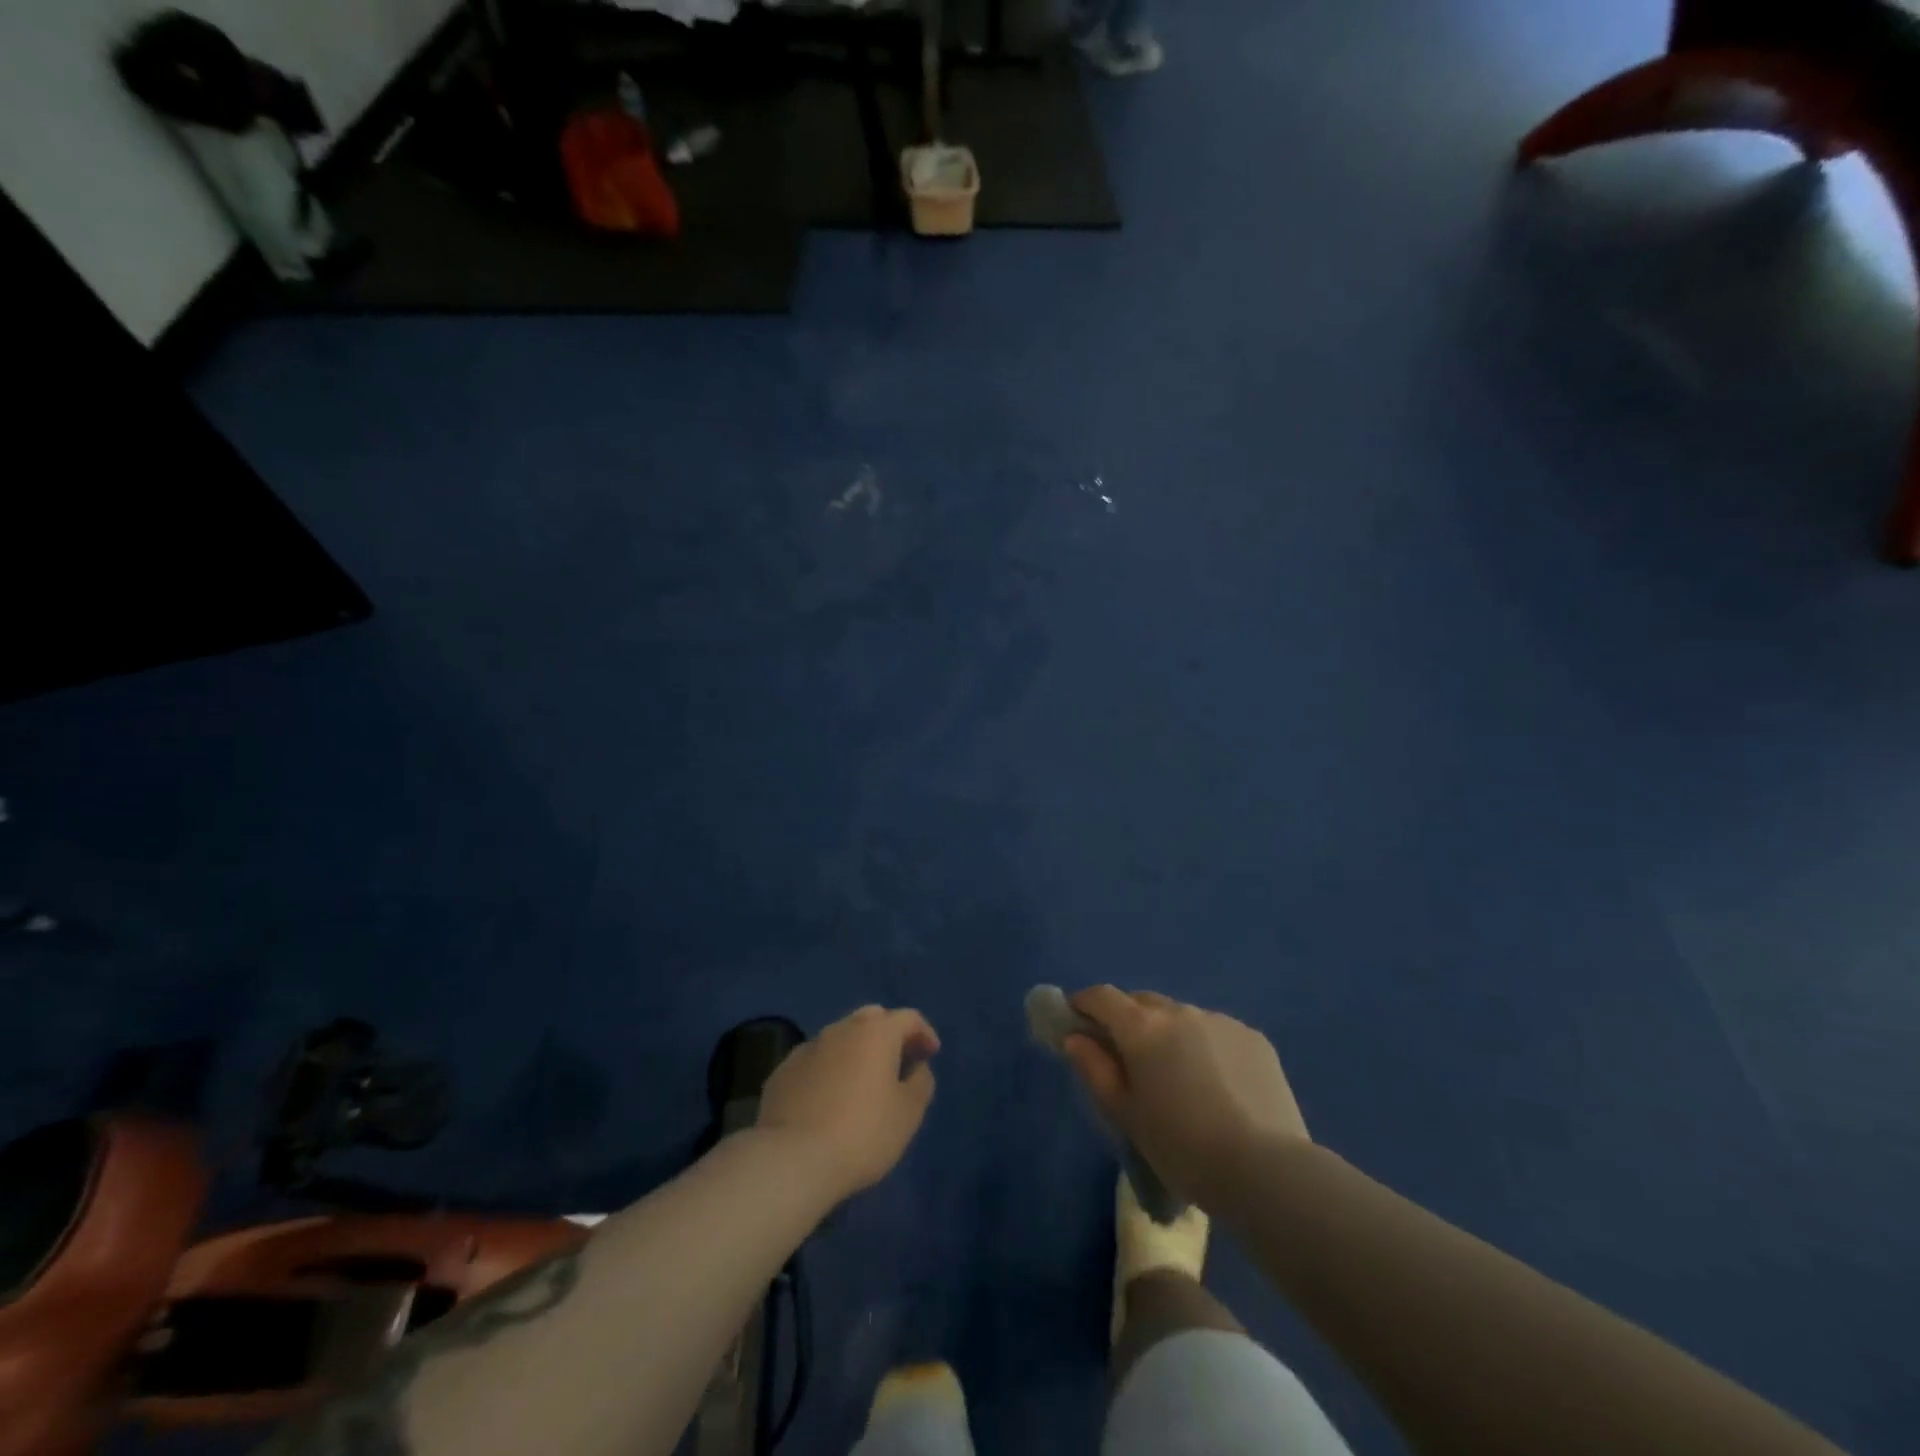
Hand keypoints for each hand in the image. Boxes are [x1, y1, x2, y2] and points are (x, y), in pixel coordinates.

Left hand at [757, 1005, 939, 1202]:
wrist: (791, 1160)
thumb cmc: (862, 1134)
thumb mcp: (908, 1114)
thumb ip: (920, 1083)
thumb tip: (917, 1068)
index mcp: (876, 1032)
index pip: (908, 1018)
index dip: (924, 1033)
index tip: (930, 1054)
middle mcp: (841, 1029)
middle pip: (871, 1019)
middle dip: (888, 1034)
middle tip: (898, 1061)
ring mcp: (808, 1048)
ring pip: (840, 1038)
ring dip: (856, 1051)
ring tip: (863, 1082)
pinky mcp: (783, 1071)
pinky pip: (815, 1061)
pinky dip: (829, 1069)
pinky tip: (829, 1098)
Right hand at [1062, 987, 1308, 1207]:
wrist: (1267, 1170)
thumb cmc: (1182, 1148)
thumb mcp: (1126, 1115)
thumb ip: (1095, 1069)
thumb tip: (1075, 1038)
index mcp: (1142, 1028)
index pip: (1101, 997)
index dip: (1083, 1004)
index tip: (1075, 1020)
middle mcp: (1180, 1011)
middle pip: (1142, 1002)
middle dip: (1127, 1019)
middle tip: (1126, 1056)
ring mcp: (1221, 1021)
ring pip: (1181, 1016)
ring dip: (1169, 1033)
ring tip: (1178, 1077)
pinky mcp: (1254, 1038)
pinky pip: (1216, 1031)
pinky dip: (1205, 1046)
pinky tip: (1217, 1085)